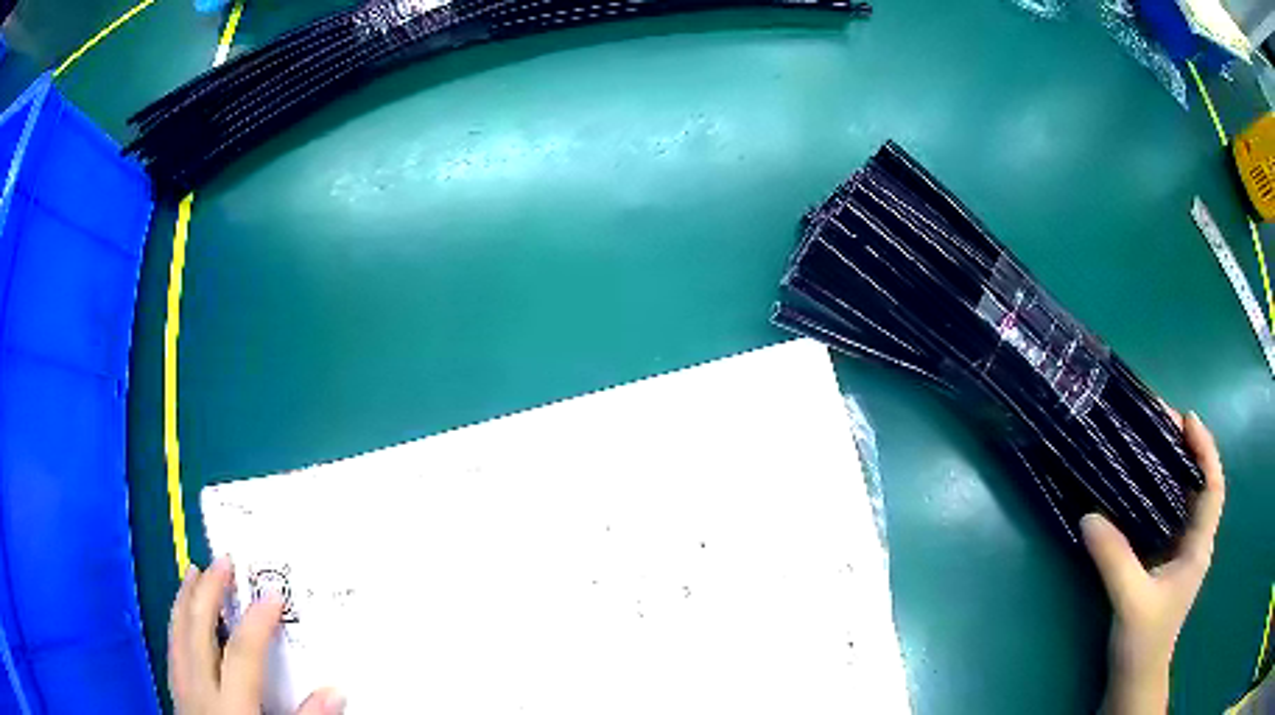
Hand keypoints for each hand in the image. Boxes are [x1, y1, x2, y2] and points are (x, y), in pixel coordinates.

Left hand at [169, 558, 344, 714]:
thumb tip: (336, 691)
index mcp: (230, 706)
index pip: (243, 653)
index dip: (258, 621)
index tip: (273, 595)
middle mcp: (200, 690)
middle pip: (199, 630)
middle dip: (210, 592)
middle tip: (223, 560)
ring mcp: (182, 689)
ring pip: (178, 633)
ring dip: (186, 599)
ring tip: (194, 572)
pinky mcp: (176, 694)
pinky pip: (172, 648)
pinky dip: (177, 623)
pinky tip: (181, 615)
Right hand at [1081, 409, 1224, 714]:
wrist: (1134, 680)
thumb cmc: (1143, 643)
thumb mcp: (1130, 601)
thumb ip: (1114, 559)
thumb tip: (1088, 516)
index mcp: (1198, 546)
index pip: (1212, 486)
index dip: (1205, 449)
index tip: (1186, 420)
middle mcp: (1194, 542)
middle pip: (1198, 484)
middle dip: (1185, 449)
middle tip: (1160, 422)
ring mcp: (1179, 553)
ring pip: (1182, 499)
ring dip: (1171, 469)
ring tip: (1149, 443)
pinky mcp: (1163, 563)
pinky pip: (1165, 517)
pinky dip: (1157, 495)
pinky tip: (1139, 488)